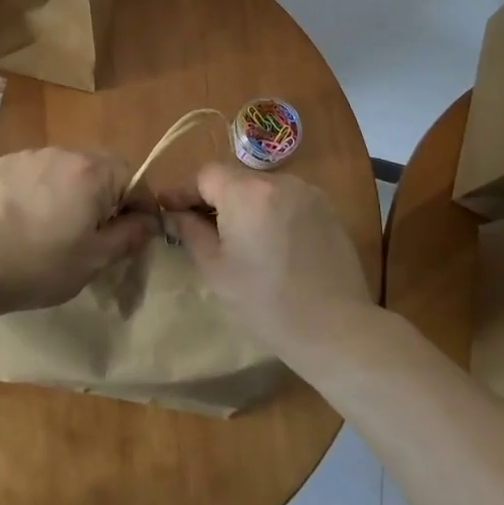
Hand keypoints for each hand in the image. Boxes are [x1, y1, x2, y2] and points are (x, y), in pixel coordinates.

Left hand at [0, 148, 156, 313]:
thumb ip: (129, 235)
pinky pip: (36, 172)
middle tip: (94, 232)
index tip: (133, 234)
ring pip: (67, 168)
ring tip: (55, 226)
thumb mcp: (95, 259)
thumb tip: (150, 221)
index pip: (134, 177)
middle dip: (105, 195)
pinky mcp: (4, 163)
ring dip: (72, 190)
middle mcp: (66, 152)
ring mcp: (31, 154)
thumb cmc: (41, 264)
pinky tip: (26, 218)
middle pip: (100, 168)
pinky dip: (41, 189)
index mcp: (93, 172)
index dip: (140, 205)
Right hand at [171, 164, 372, 354]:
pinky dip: (272, 214)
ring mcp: (307, 192)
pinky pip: (287, 201)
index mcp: (246, 192)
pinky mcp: (327, 209)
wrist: (335, 329)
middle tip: (200, 228)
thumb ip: (190, 232)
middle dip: (215, 199)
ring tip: (239, 239)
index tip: (168, 209)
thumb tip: (174, 214)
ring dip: (245, 206)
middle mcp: (278, 181)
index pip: (205, 175)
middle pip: (235, 179)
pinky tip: (272, 245)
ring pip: (262, 190)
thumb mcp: (216, 269)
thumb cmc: (265, 302)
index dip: (184, 191)